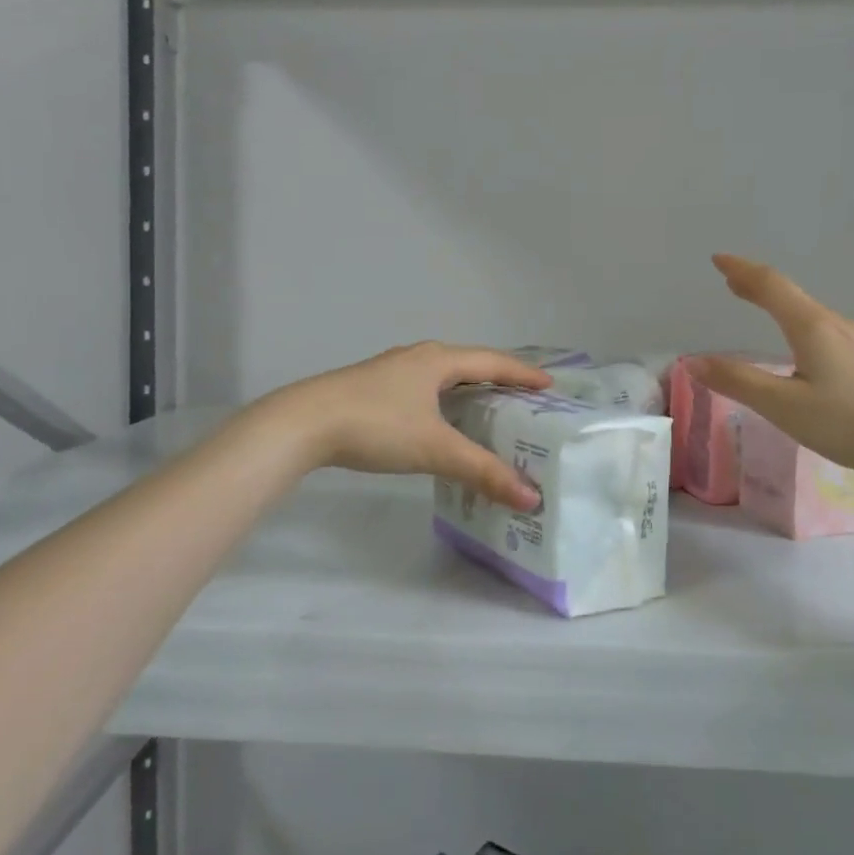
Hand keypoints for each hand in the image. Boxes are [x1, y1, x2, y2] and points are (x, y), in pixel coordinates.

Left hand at [259, 342, 551, 508]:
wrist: (303, 424)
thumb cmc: (376, 426)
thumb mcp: (434, 449)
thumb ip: (482, 471)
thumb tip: (530, 497)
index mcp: (438, 360)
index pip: (493, 362)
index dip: (523, 374)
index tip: (550, 385)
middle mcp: (418, 357)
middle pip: (469, 364)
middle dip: (499, 380)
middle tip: (525, 401)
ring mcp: (392, 371)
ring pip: (443, 377)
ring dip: (469, 390)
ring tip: (490, 411)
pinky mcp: (373, 388)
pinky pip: (424, 389)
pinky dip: (444, 401)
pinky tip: (441, 422)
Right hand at [690, 255, 853, 482]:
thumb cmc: (848, 423)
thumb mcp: (783, 406)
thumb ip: (738, 382)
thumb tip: (693, 362)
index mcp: (812, 327)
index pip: (771, 285)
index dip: (742, 270)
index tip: (718, 259)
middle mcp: (837, 325)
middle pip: (791, 295)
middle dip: (758, 286)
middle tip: (732, 282)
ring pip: (811, 314)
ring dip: (781, 306)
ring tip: (763, 310)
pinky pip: (826, 331)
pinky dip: (800, 324)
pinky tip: (803, 348)